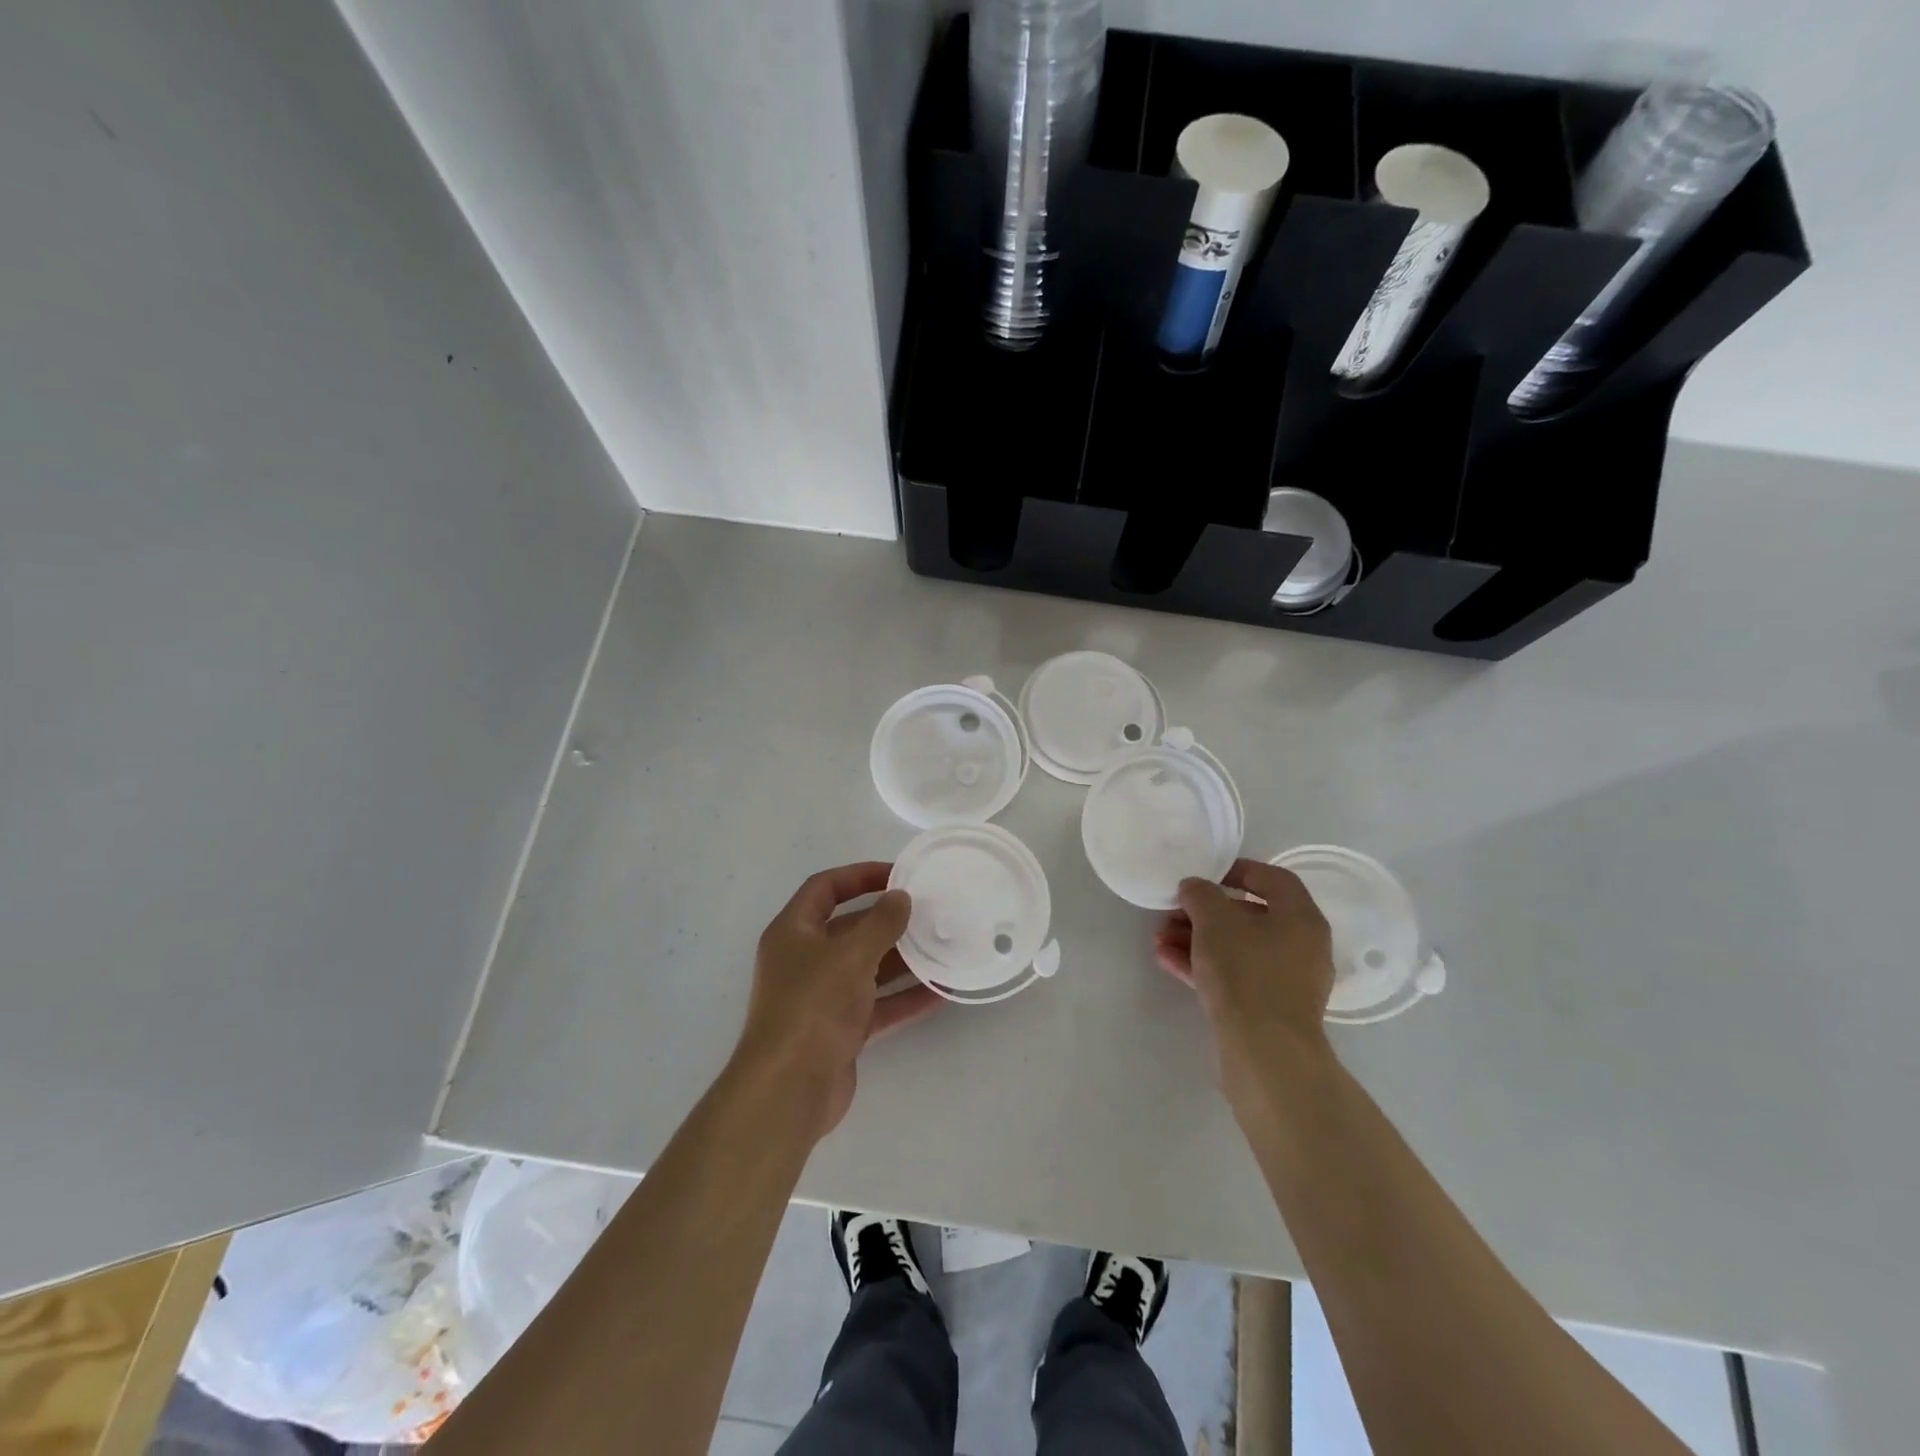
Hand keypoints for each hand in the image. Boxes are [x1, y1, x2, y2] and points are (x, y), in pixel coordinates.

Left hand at [732, 862, 940, 1140]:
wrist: (789, 1090)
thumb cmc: (813, 1007)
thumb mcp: (850, 955)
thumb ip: (880, 923)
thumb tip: (901, 897)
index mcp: (793, 932)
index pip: (824, 888)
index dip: (859, 875)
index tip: (898, 875)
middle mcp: (804, 961)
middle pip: (849, 929)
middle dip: (888, 920)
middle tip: (929, 911)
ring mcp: (822, 998)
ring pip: (867, 968)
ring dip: (902, 959)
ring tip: (943, 946)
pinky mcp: (840, 1031)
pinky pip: (878, 1005)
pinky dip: (905, 998)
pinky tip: (941, 992)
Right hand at [1154, 858, 1336, 1104]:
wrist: (1264, 1052)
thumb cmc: (1245, 971)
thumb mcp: (1214, 920)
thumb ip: (1200, 894)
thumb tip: (1194, 888)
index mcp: (1301, 918)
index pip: (1274, 879)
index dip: (1239, 870)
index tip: (1205, 874)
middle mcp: (1301, 946)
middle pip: (1249, 916)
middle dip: (1205, 912)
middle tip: (1172, 911)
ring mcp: (1286, 981)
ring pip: (1236, 948)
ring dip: (1197, 940)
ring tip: (1160, 939)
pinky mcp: (1268, 1010)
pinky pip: (1233, 976)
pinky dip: (1203, 965)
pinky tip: (1167, 961)